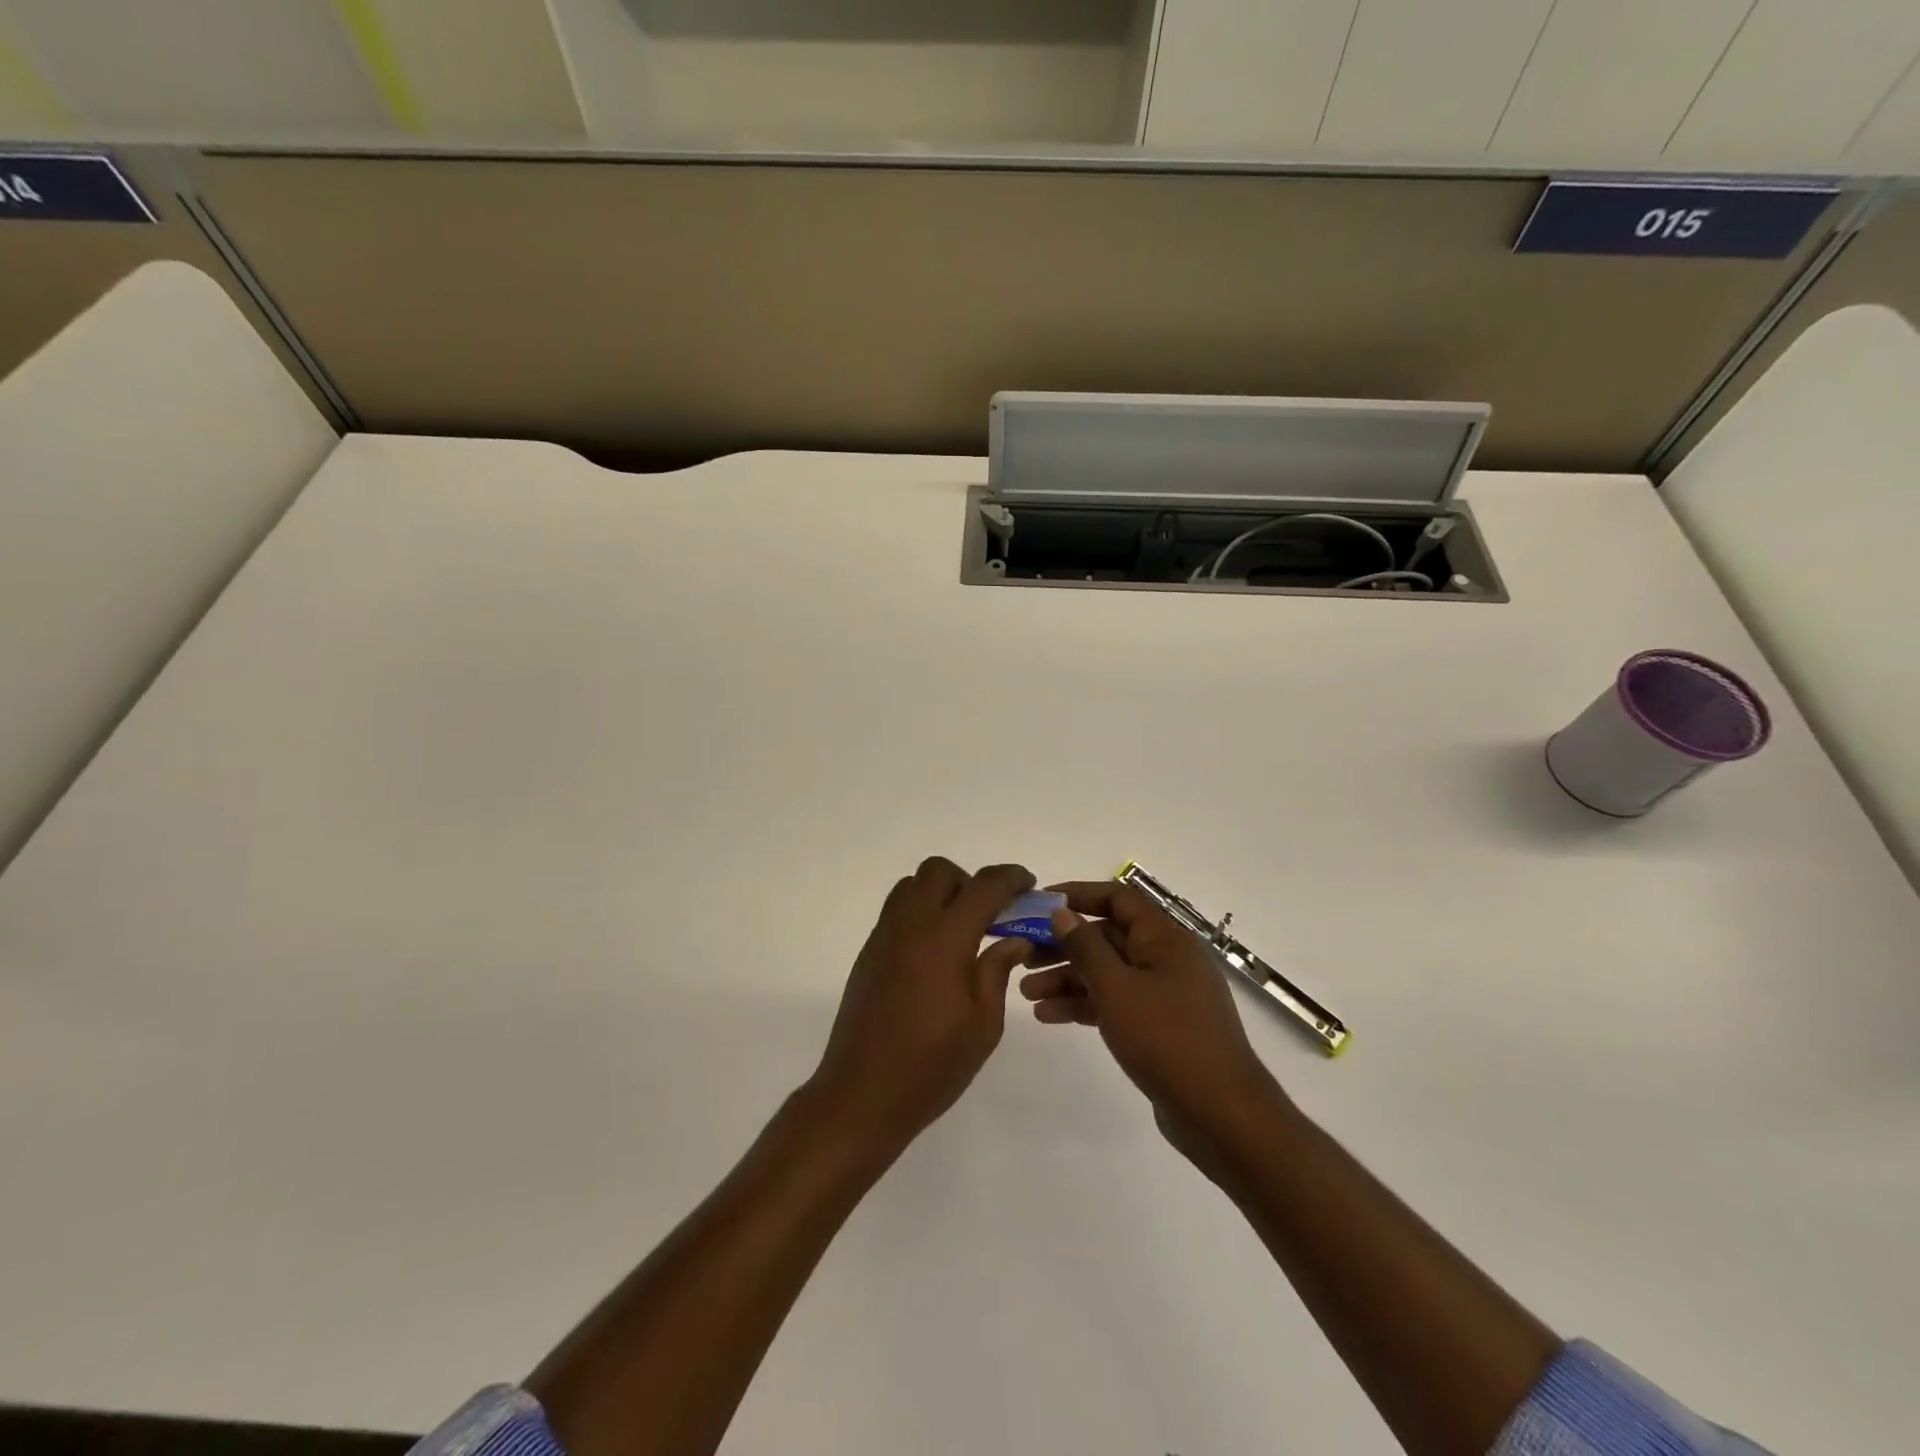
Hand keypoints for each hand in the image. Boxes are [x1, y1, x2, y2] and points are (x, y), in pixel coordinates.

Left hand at [809, 858, 1036, 1153]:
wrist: (861, 1095)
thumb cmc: (931, 1065)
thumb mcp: (983, 1024)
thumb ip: (997, 971)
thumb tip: (1014, 939)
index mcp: (945, 938)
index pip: (984, 886)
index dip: (1011, 878)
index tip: (1029, 885)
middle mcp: (910, 925)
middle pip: (939, 871)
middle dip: (970, 881)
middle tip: (990, 915)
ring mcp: (883, 936)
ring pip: (912, 886)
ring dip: (940, 893)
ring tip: (961, 932)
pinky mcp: (868, 953)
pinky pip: (896, 911)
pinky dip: (920, 913)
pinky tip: (934, 955)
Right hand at [1019, 881, 1287, 1173]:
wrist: (1222, 1114)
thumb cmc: (1167, 1039)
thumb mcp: (1117, 988)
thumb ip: (1086, 947)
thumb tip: (1061, 912)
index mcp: (1165, 939)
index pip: (1117, 899)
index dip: (1078, 895)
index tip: (1039, 904)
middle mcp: (1166, 959)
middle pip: (1108, 937)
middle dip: (1064, 946)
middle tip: (1022, 956)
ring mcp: (1165, 994)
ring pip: (1108, 973)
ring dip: (1068, 979)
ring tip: (1026, 993)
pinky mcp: (1160, 1027)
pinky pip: (1116, 1002)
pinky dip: (1085, 1005)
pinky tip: (1050, 1016)